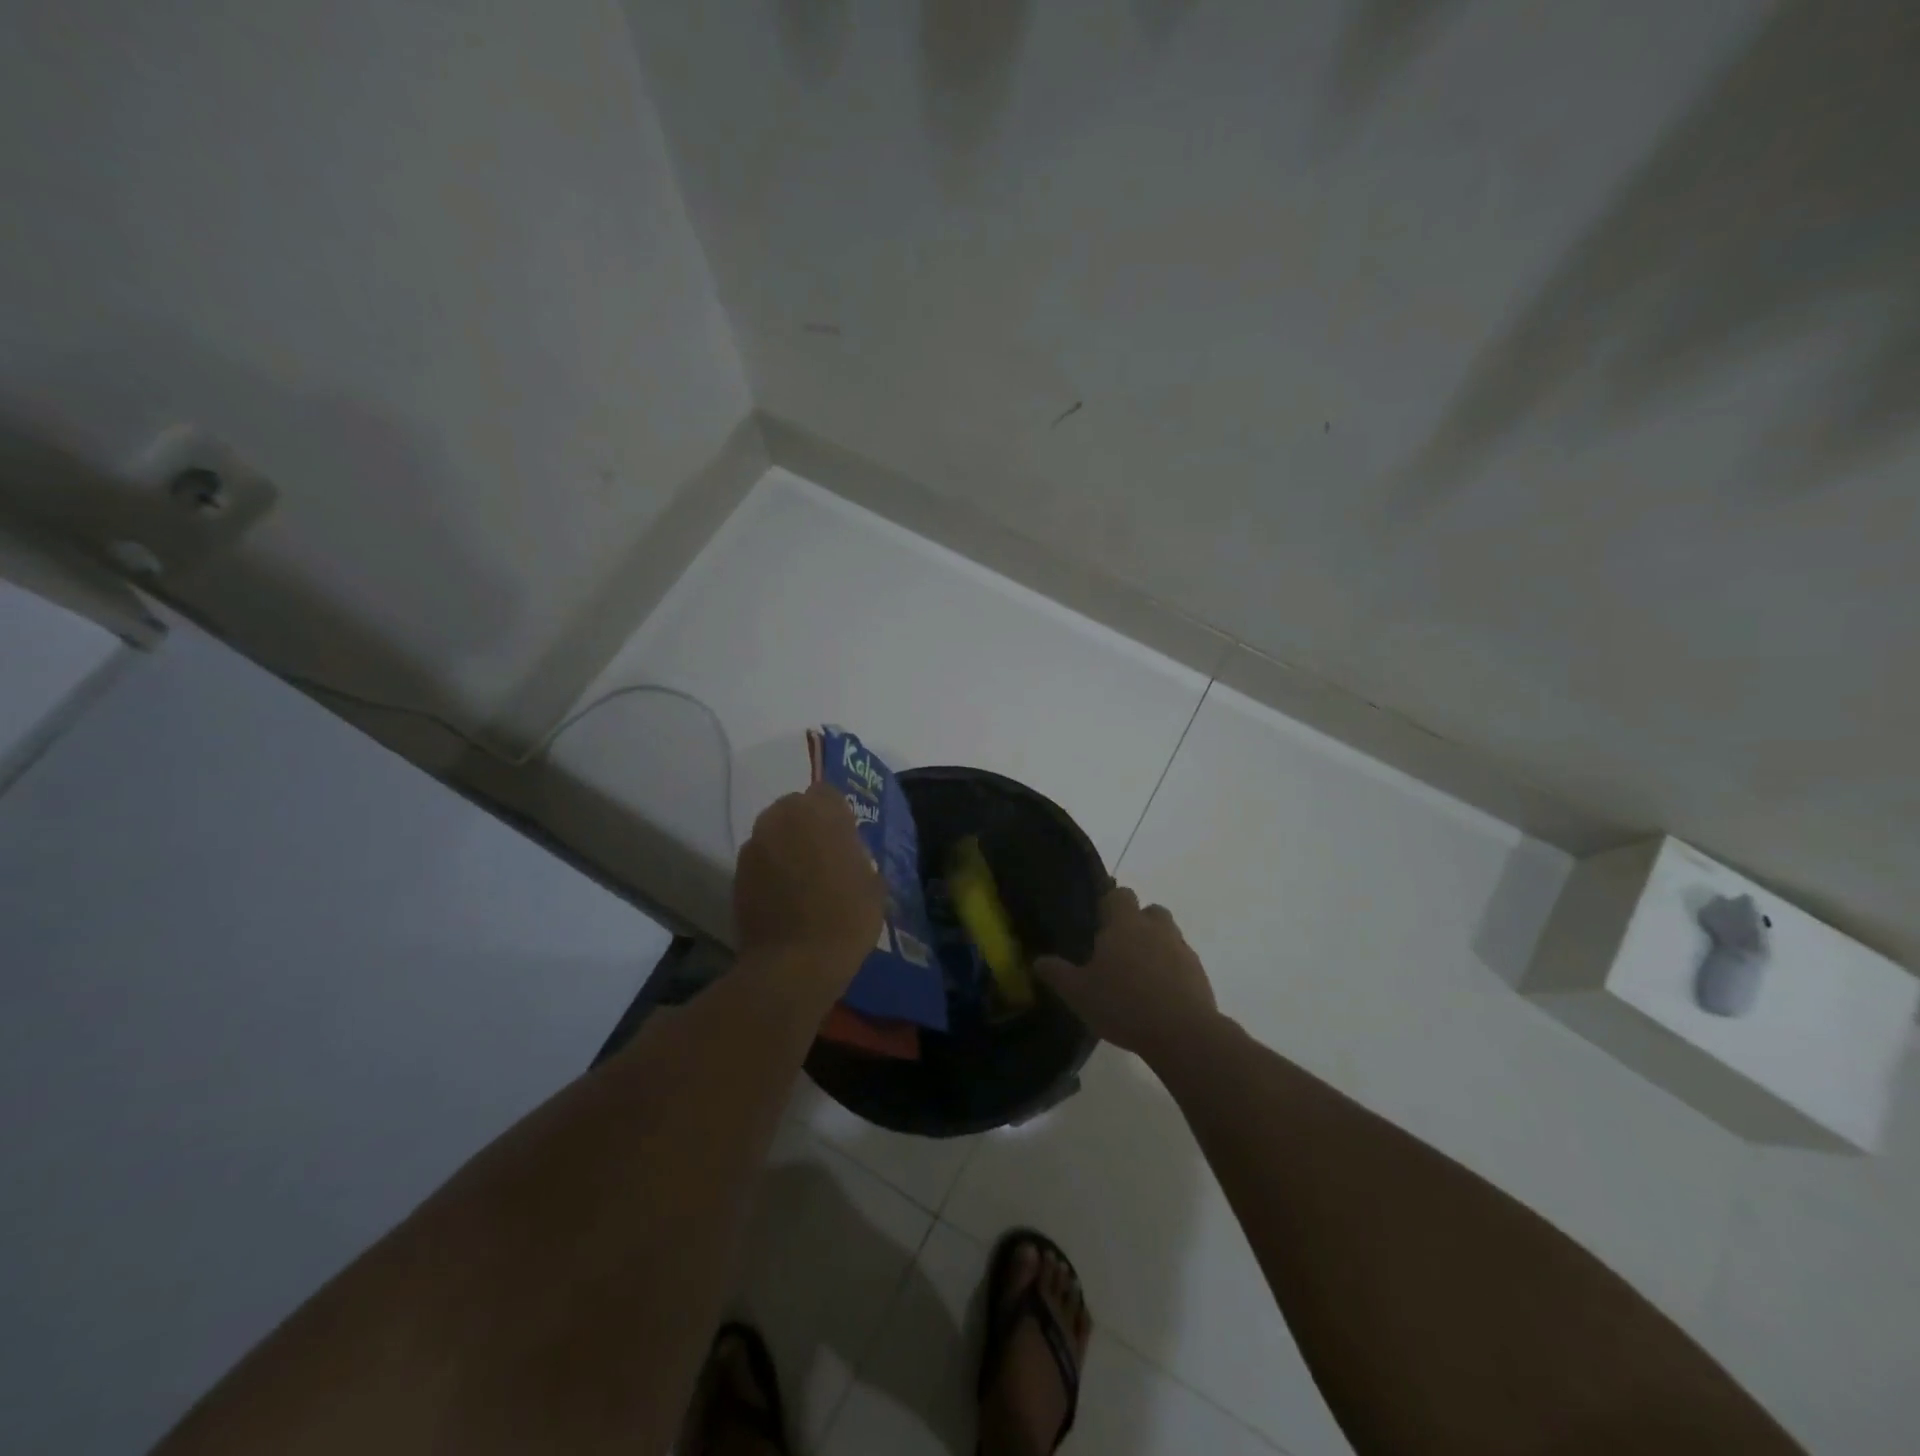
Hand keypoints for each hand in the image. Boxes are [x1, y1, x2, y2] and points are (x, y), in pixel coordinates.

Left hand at [734, 783, 885, 976]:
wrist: (793, 964)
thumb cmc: (845, 918)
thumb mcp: (873, 884)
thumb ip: (858, 855)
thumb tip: (848, 853)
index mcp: (818, 812)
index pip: (827, 793)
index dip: (838, 814)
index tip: (848, 838)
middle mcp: (780, 818)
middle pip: (796, 808)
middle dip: (810, 825)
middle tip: (827, 856)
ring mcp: (754, 846)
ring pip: (776, 833)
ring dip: (789, 846)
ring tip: (805, 879)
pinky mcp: (737, 873)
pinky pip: (761, 859)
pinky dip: (772, 870)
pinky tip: (787, 897)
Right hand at [1036, 887, 1217, 1061]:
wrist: (1182, 1033)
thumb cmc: (1123, 1004)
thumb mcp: (1078, 993)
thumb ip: (1057, 973)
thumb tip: (1038, 961)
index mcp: (1125, 923)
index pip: (1119, 894)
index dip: (1109, 903)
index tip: (1098, 922)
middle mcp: (1155, 927)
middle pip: (1148, 911)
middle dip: (1136, 923)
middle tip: (1118, 949)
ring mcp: (1181, 949)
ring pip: (1167, 935)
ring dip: (1155, 945)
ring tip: (1138, 974)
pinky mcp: (1199, 973)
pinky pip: (1181, 961)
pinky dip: (1171, 970)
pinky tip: (1158, 996)